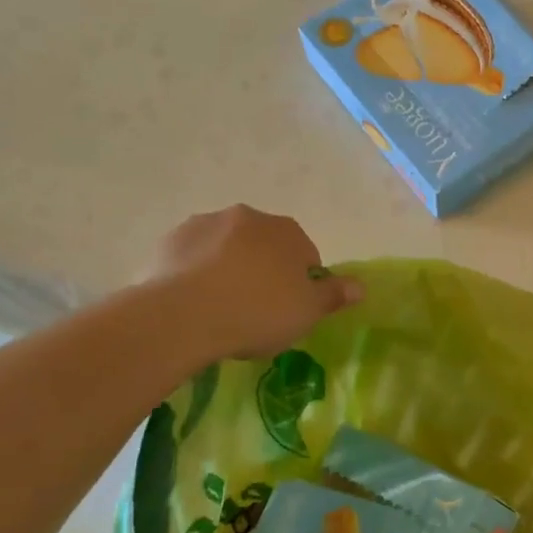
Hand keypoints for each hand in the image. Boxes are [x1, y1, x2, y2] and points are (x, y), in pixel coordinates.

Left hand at [154, 205, 361, 359]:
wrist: (183, 315)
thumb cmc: (257, 313)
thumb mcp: (306, 313)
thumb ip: (333, 296)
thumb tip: (360, 286)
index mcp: (287, 231)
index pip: (306, 255)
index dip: (301, 284)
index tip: (290, 310)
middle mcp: (249, 217)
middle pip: (265, 246)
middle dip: (264, 270)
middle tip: (257, 310)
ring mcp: (206, 224)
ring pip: (227, 247)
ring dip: (229, 267)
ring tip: (221, 307)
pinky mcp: (171, 239)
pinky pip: (194, 256)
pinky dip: (197, 271)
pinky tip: (193, 301)